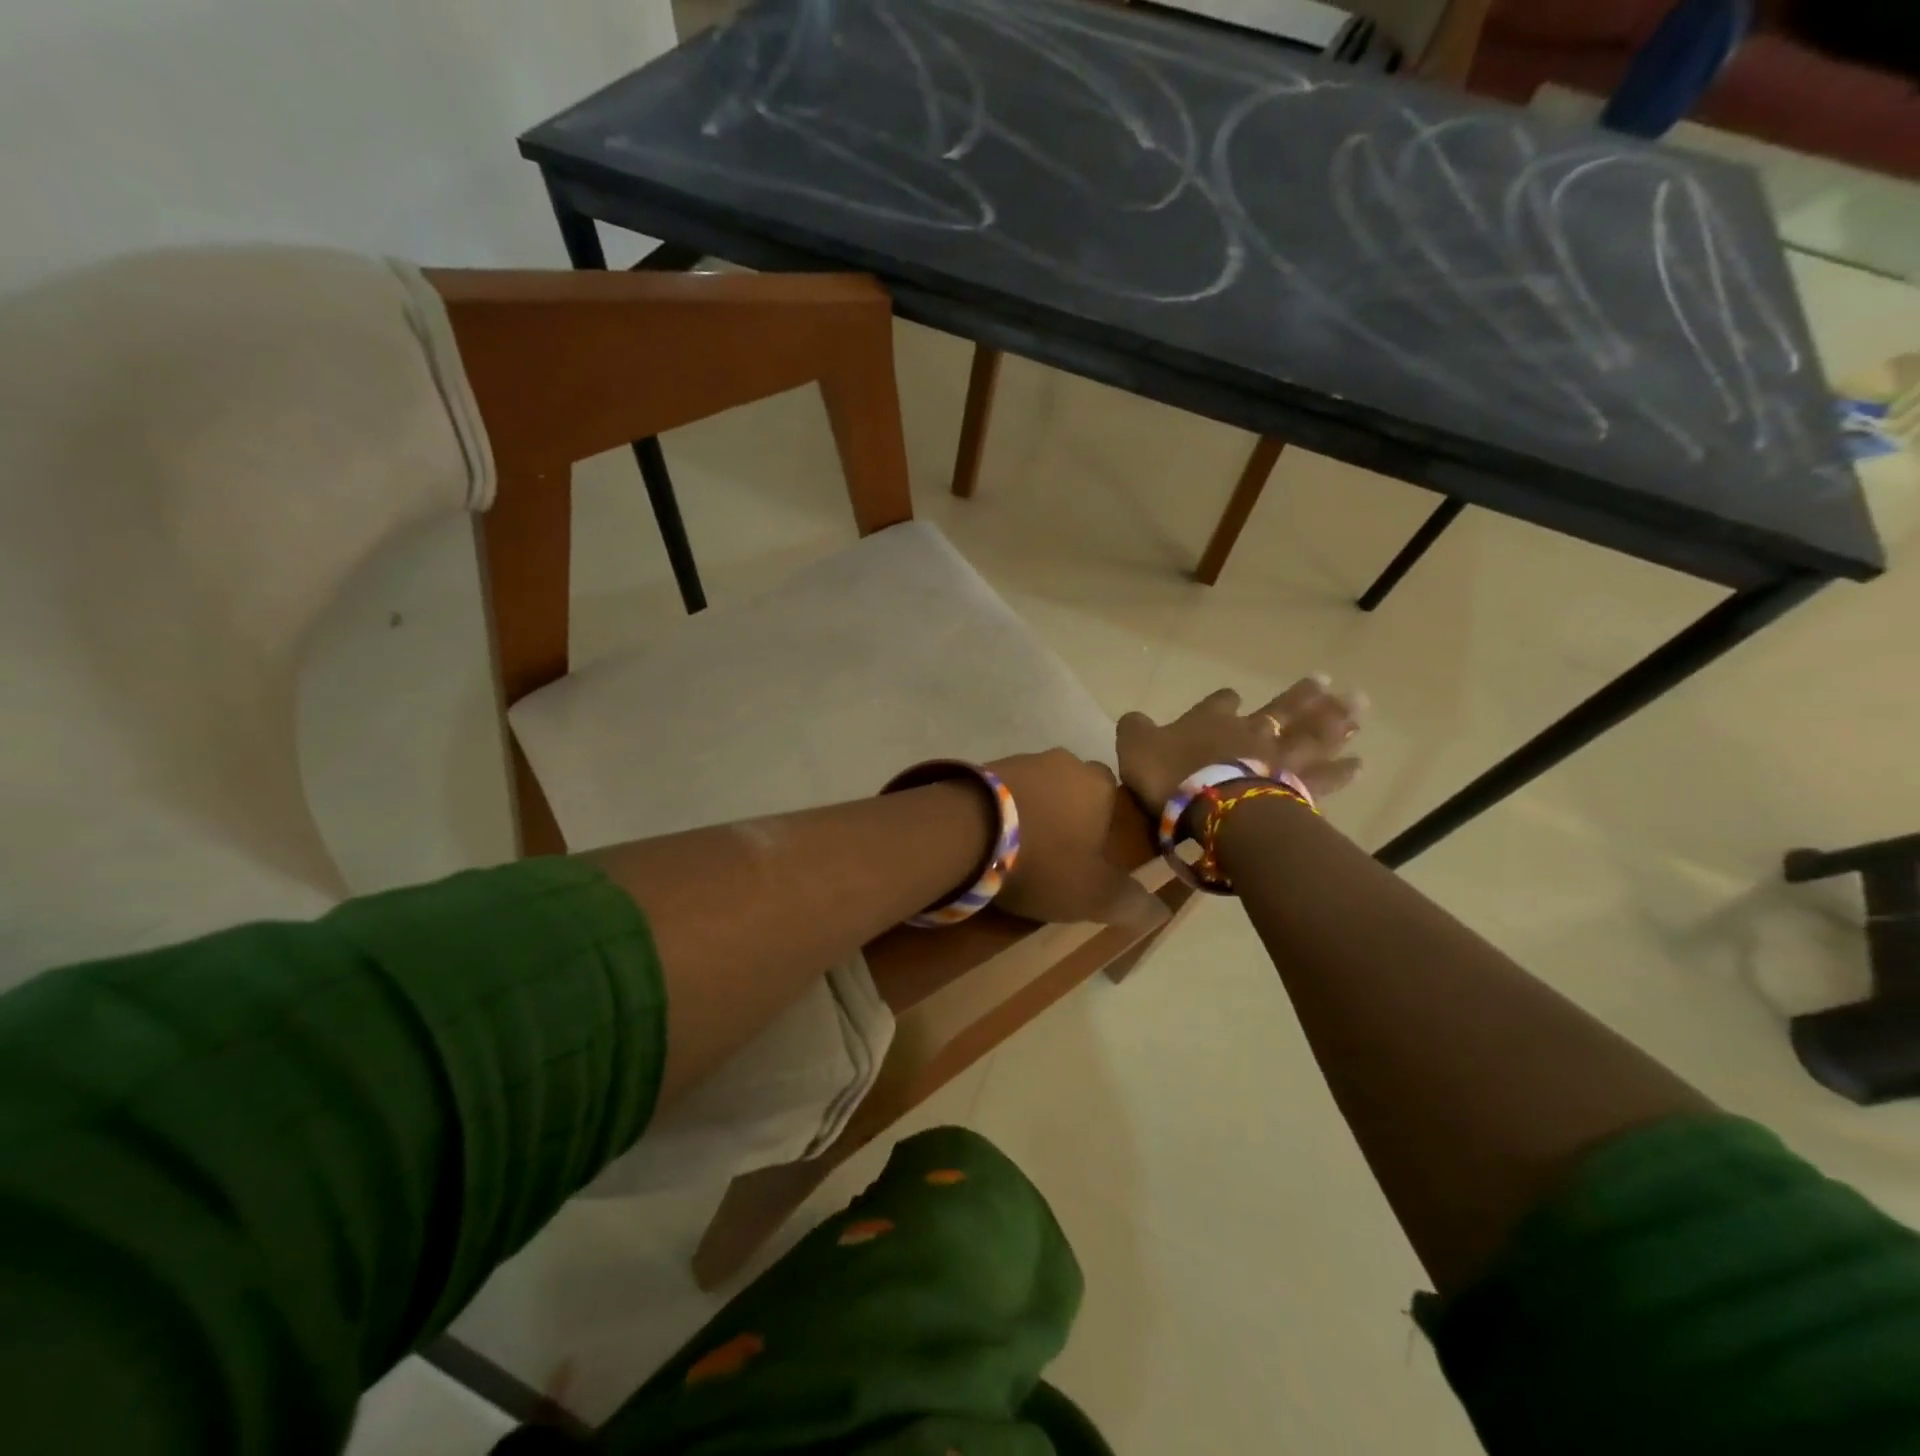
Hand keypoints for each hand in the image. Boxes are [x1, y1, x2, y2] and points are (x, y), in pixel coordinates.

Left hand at [985, 750, 1169, 931]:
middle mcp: (1064, 762)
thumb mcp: (1093, 894)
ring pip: (1038, 785)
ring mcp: (1022, 760)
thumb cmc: (1043, 861)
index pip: (1114, 796)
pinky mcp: (985, 767)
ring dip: (1033, 809)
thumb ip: (1129, 902)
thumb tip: (1160, 910)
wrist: (968, 830)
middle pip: (1074, 787)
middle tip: (1055, 850)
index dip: (1105, 823)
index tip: (1092, 852)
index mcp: (1099, 785)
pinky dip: (1003, 809)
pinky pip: (1004, 790)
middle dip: (1068, 812)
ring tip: (1019, 847)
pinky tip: (992, 837)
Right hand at [1117, 677, 1363, 813]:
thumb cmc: (1170, 773)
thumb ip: (1135, 729)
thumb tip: (1133, 718)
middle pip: (1281, 709)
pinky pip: (1323, 777)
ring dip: (1334, 721)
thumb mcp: (1135, 746)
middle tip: (1329, 681)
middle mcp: (1250, 732)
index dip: (1225, 700)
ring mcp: (1276, 758)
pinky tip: (1359, 763)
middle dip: (1302, 696)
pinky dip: (1341, 770)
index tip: (1232, 696)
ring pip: (1310, 735)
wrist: (1211, 803)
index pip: (1221, 702)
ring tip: (1358, 707)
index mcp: (1210, 720)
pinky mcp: (1294, 787)